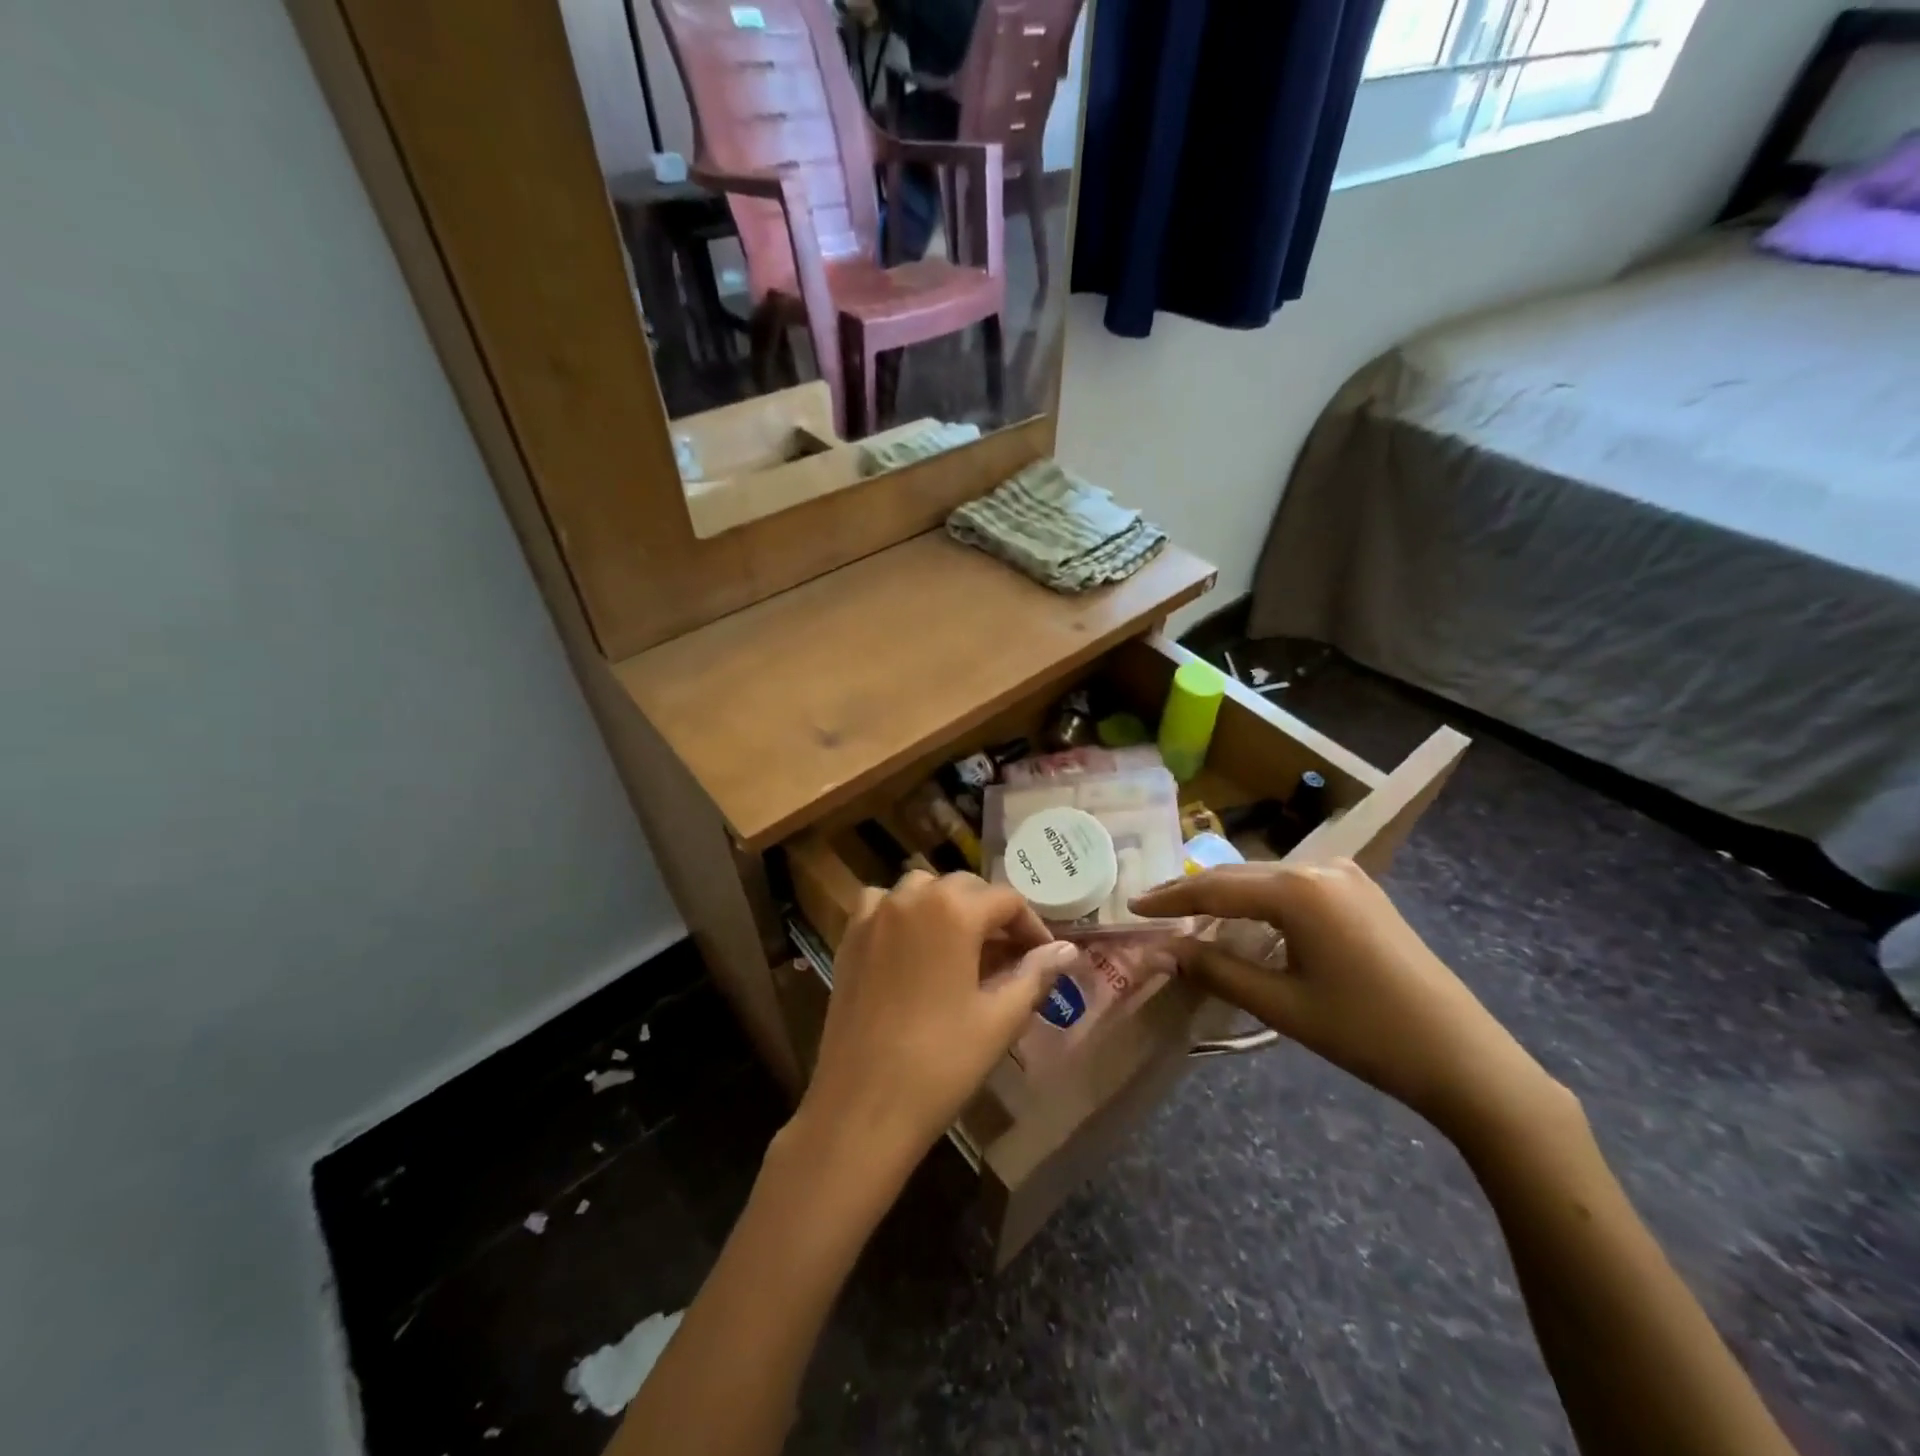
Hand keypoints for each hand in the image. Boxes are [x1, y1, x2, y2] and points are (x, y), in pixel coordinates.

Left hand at [792, 871, 1075, 1188]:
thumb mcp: (1000, 1018)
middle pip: (964, 887)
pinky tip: (912, 947)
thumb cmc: (941, 1062)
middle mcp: (911, 897)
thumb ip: (1035, 974)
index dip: (1032, 926)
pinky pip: (881, 905)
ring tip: (962, 947)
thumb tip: (1067, 950)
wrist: (862, 1105)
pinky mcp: (849, 938)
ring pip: (921, 889)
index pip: (1007, 900)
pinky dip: (903, 913)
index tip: (1045, 957)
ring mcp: (874, 915)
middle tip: (1010, 956)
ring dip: (947, 906)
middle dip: (992, 914)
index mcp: (953, 910)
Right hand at [1131, 860, 1562, 1139]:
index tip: (1132, 906)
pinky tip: (1246, 919)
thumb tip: (1166, 950)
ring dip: (1227, 895)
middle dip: (1194, 892)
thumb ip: (1217, 970)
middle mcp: (1320, 868)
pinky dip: (1261, 900)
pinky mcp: (1362, 892)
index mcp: (1298, 890)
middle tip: (1153, 909)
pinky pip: (1295, 886)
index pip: (1215, 888)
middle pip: (1239, 875)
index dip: (1170, 898)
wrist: (1465, 1059)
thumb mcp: (1282, 1005)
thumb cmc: (1366, 1033)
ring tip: (1190, 915)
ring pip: (1266, 878)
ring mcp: (1347, 876)